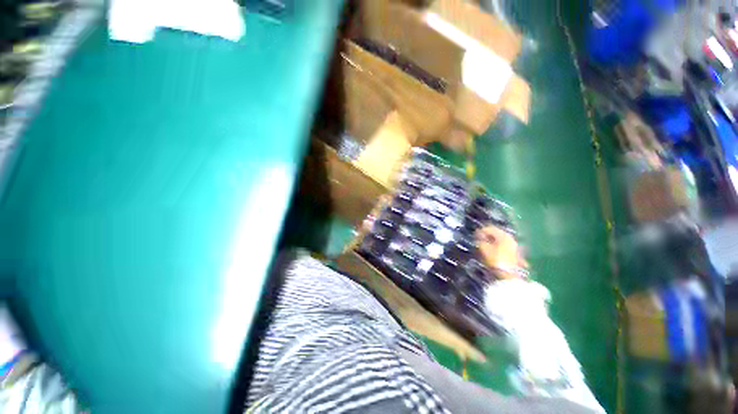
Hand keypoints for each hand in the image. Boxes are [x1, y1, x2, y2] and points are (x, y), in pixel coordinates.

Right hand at [475, 225, 527, 278]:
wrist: (508, 276)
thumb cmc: (495, 259)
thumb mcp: (484, 249)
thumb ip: (480, 241)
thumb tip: (478, 238)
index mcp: (504, 235)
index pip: (490, 228)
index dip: (480, 231)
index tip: (473, 236)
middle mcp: (510, 239)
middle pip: (496, 234)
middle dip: (486, 236)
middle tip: (478, 240)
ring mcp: (514, 247)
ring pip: (500, 241)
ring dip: (491, 242)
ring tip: (483, 247)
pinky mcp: (515, 254)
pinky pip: (503, 247)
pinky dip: (496, 247)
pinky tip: (491, 251)